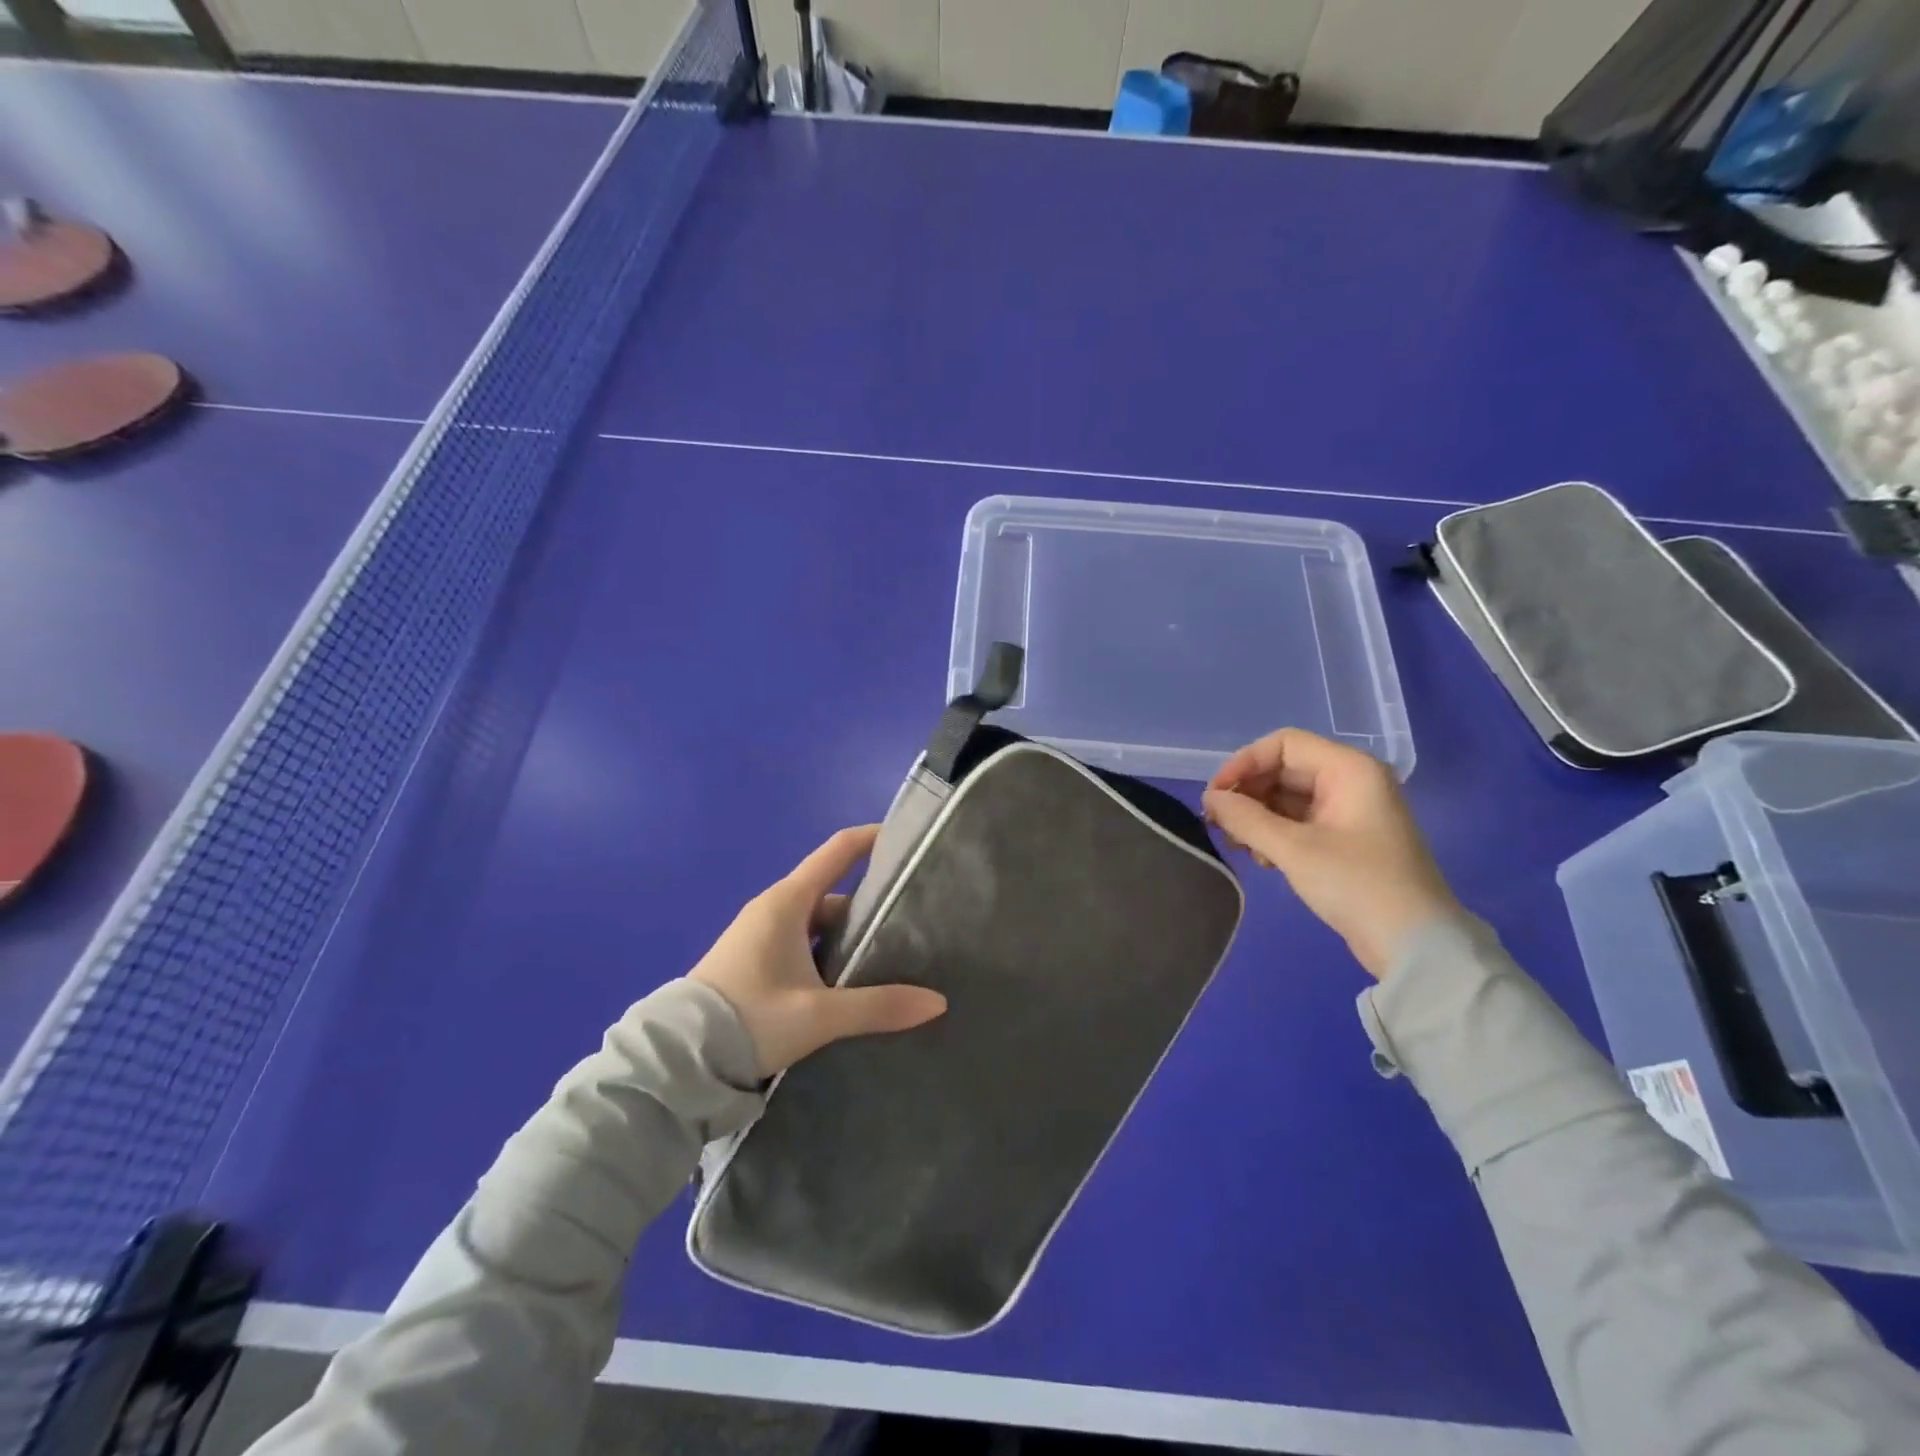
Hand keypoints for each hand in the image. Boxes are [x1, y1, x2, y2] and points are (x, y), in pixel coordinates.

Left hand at [690, 825, 947, 1075]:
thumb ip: (878, 1006)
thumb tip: (937, 1002)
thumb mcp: (818, 1015)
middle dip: (869, 904)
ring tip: (888, 957)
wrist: (678, 1061)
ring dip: (847, 935)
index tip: (906, 839)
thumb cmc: (750, 1019)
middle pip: (833, 892)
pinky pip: (801, 942)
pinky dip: (826, 952)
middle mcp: (773, 909)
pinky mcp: (753, 960)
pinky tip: (847, 982)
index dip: (871, 839)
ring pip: (817, 922)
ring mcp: (760, 934)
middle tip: (911, 921)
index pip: (837, 851)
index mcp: (787, 902)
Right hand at [1202, 729, 1460, 978]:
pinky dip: (1274, 833)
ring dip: (1256, 817)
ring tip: (1239, 846)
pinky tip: (1262, 859)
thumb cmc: (1357, 885)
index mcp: (1349, 770)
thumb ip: (1245, 818)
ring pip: (1286, 797)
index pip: (1284, 744)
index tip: (1215, 796)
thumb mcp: (1294, 849)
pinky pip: (1298, 821)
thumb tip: (1210, 798)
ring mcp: (1348, 811)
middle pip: (1283, 769)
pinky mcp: (1344, 839)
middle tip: (1218, 825)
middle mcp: (1350, 781)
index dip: (1244, 763)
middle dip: (1247, 794)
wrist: (1415, 945)